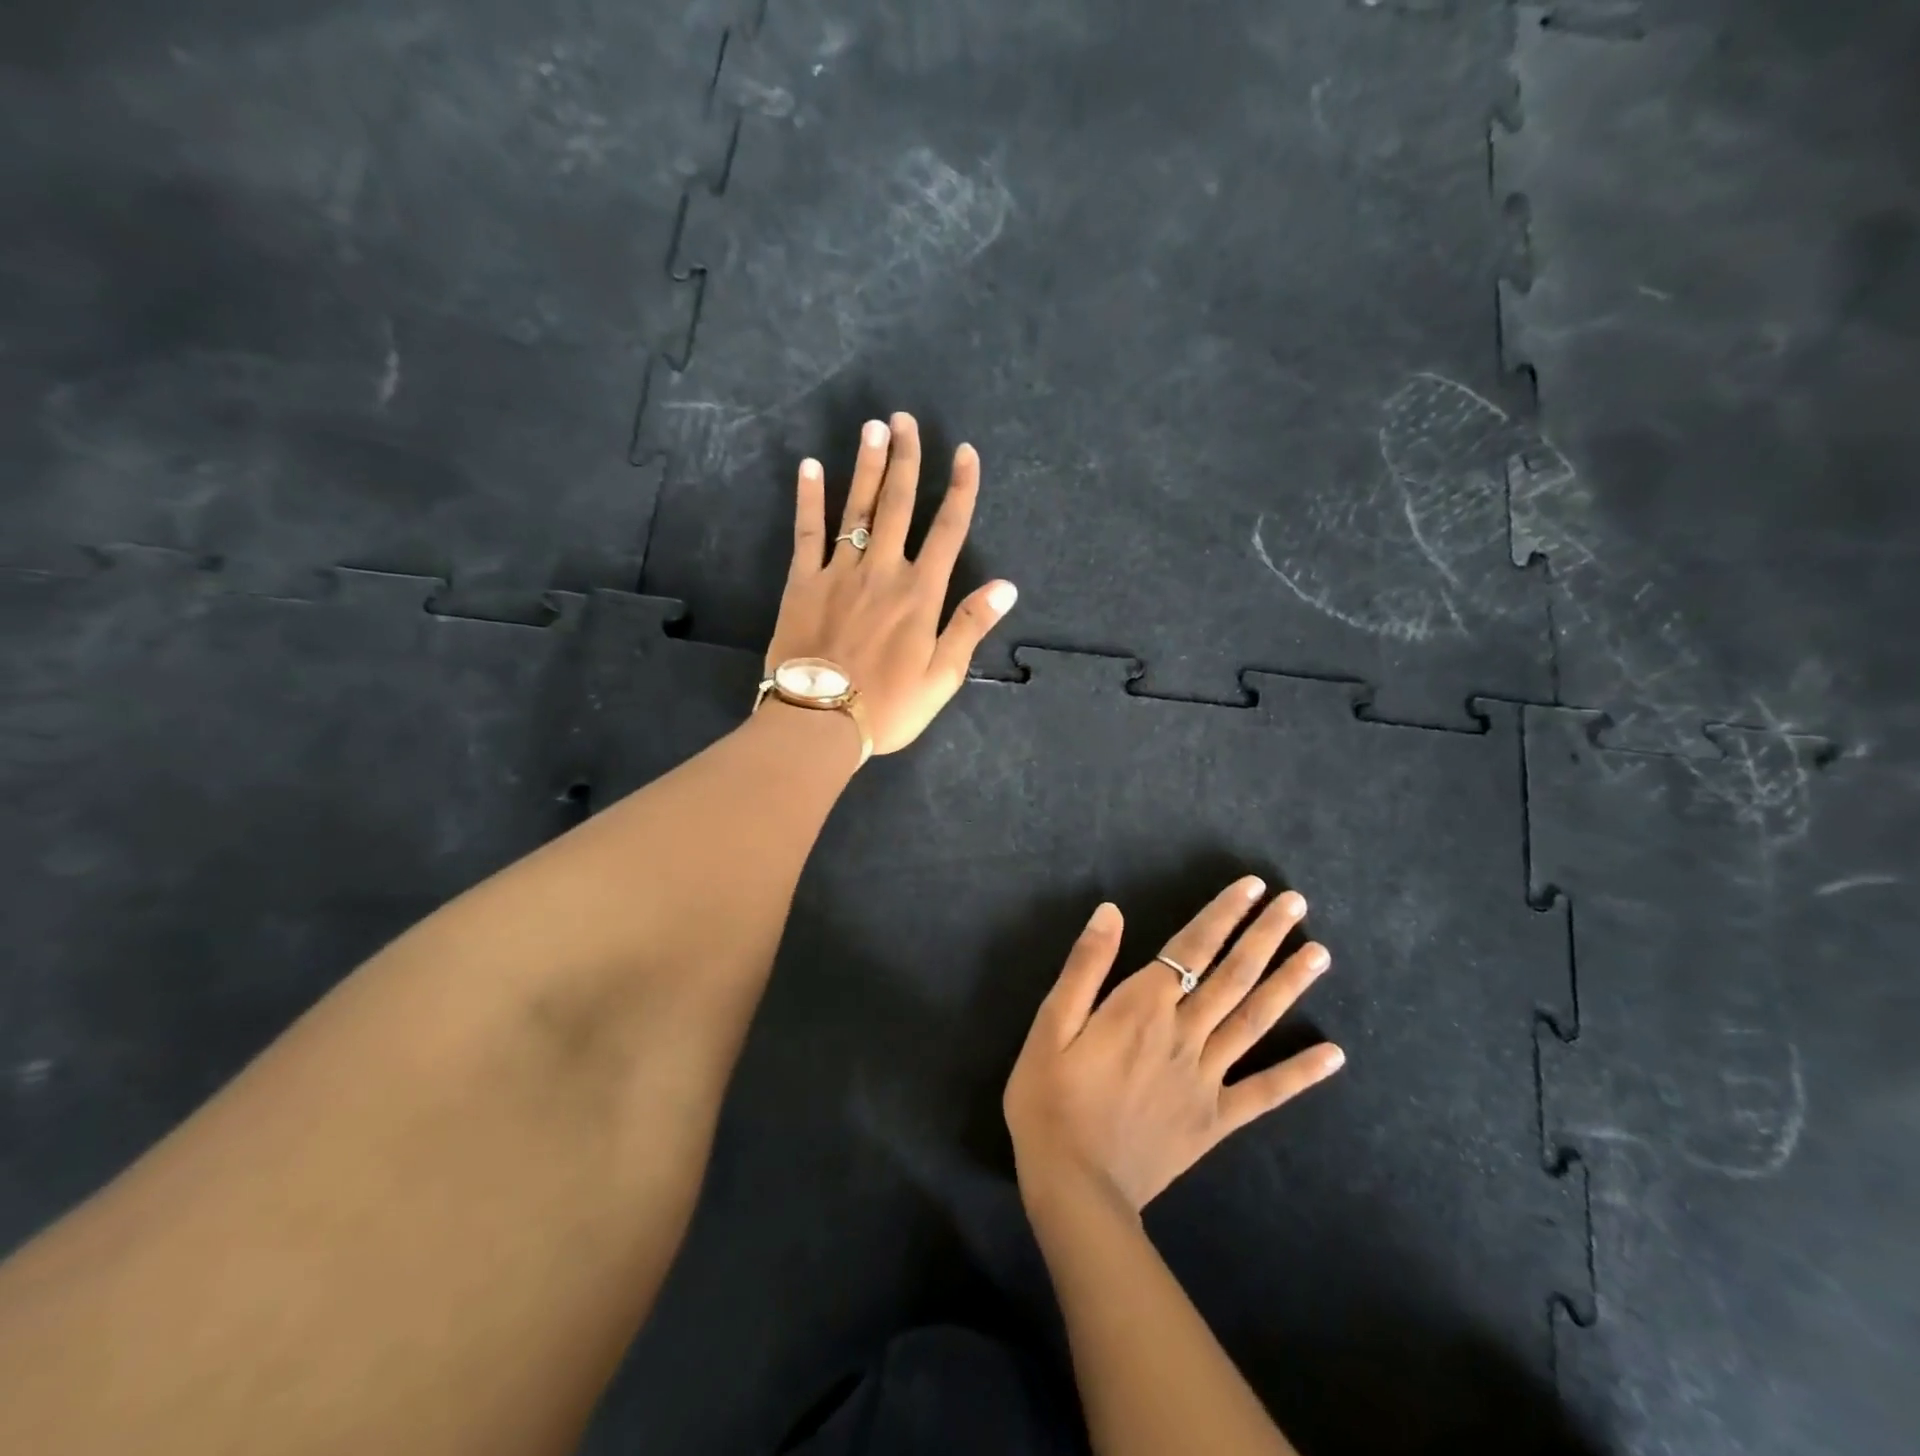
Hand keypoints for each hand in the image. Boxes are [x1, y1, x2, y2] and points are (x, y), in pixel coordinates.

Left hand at [764, 413, 1016, 756]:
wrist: (820, 721)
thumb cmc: (888, 706)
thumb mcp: (942, 677)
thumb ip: (970, 627)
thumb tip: (1006, 587)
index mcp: (920, 593)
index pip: (948, 529)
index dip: (960, 488)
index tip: (965, 453)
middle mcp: (883, 570)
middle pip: (898, 504)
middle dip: (906, 458)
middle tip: (906, 419)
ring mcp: (839, 571)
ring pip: (857, 508)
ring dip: (867, 465)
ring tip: (873, 427)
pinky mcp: (802, 581)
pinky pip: (807, 531)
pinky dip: (809, 498)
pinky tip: (810, 465)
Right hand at [1004, 877, 1343, 1213]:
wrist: (1075, 1187)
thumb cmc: (1051, 1099)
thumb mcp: (1051, 1025)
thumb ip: (1085, 967)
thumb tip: (1110, 913)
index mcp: (1142, 1007)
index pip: (1192, 948)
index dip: (1223, 915)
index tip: (1252, 888)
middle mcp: (1183, 1033)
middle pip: (1232, 976)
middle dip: (1265, 936)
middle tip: (1298, 904)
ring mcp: (1206, 1078)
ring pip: (1254, 1021)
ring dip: (1288, 984)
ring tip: (1319, 954)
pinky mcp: (1216, 1120)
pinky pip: (1264, 1093)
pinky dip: (1300, 1073)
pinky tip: (1333, 1055)